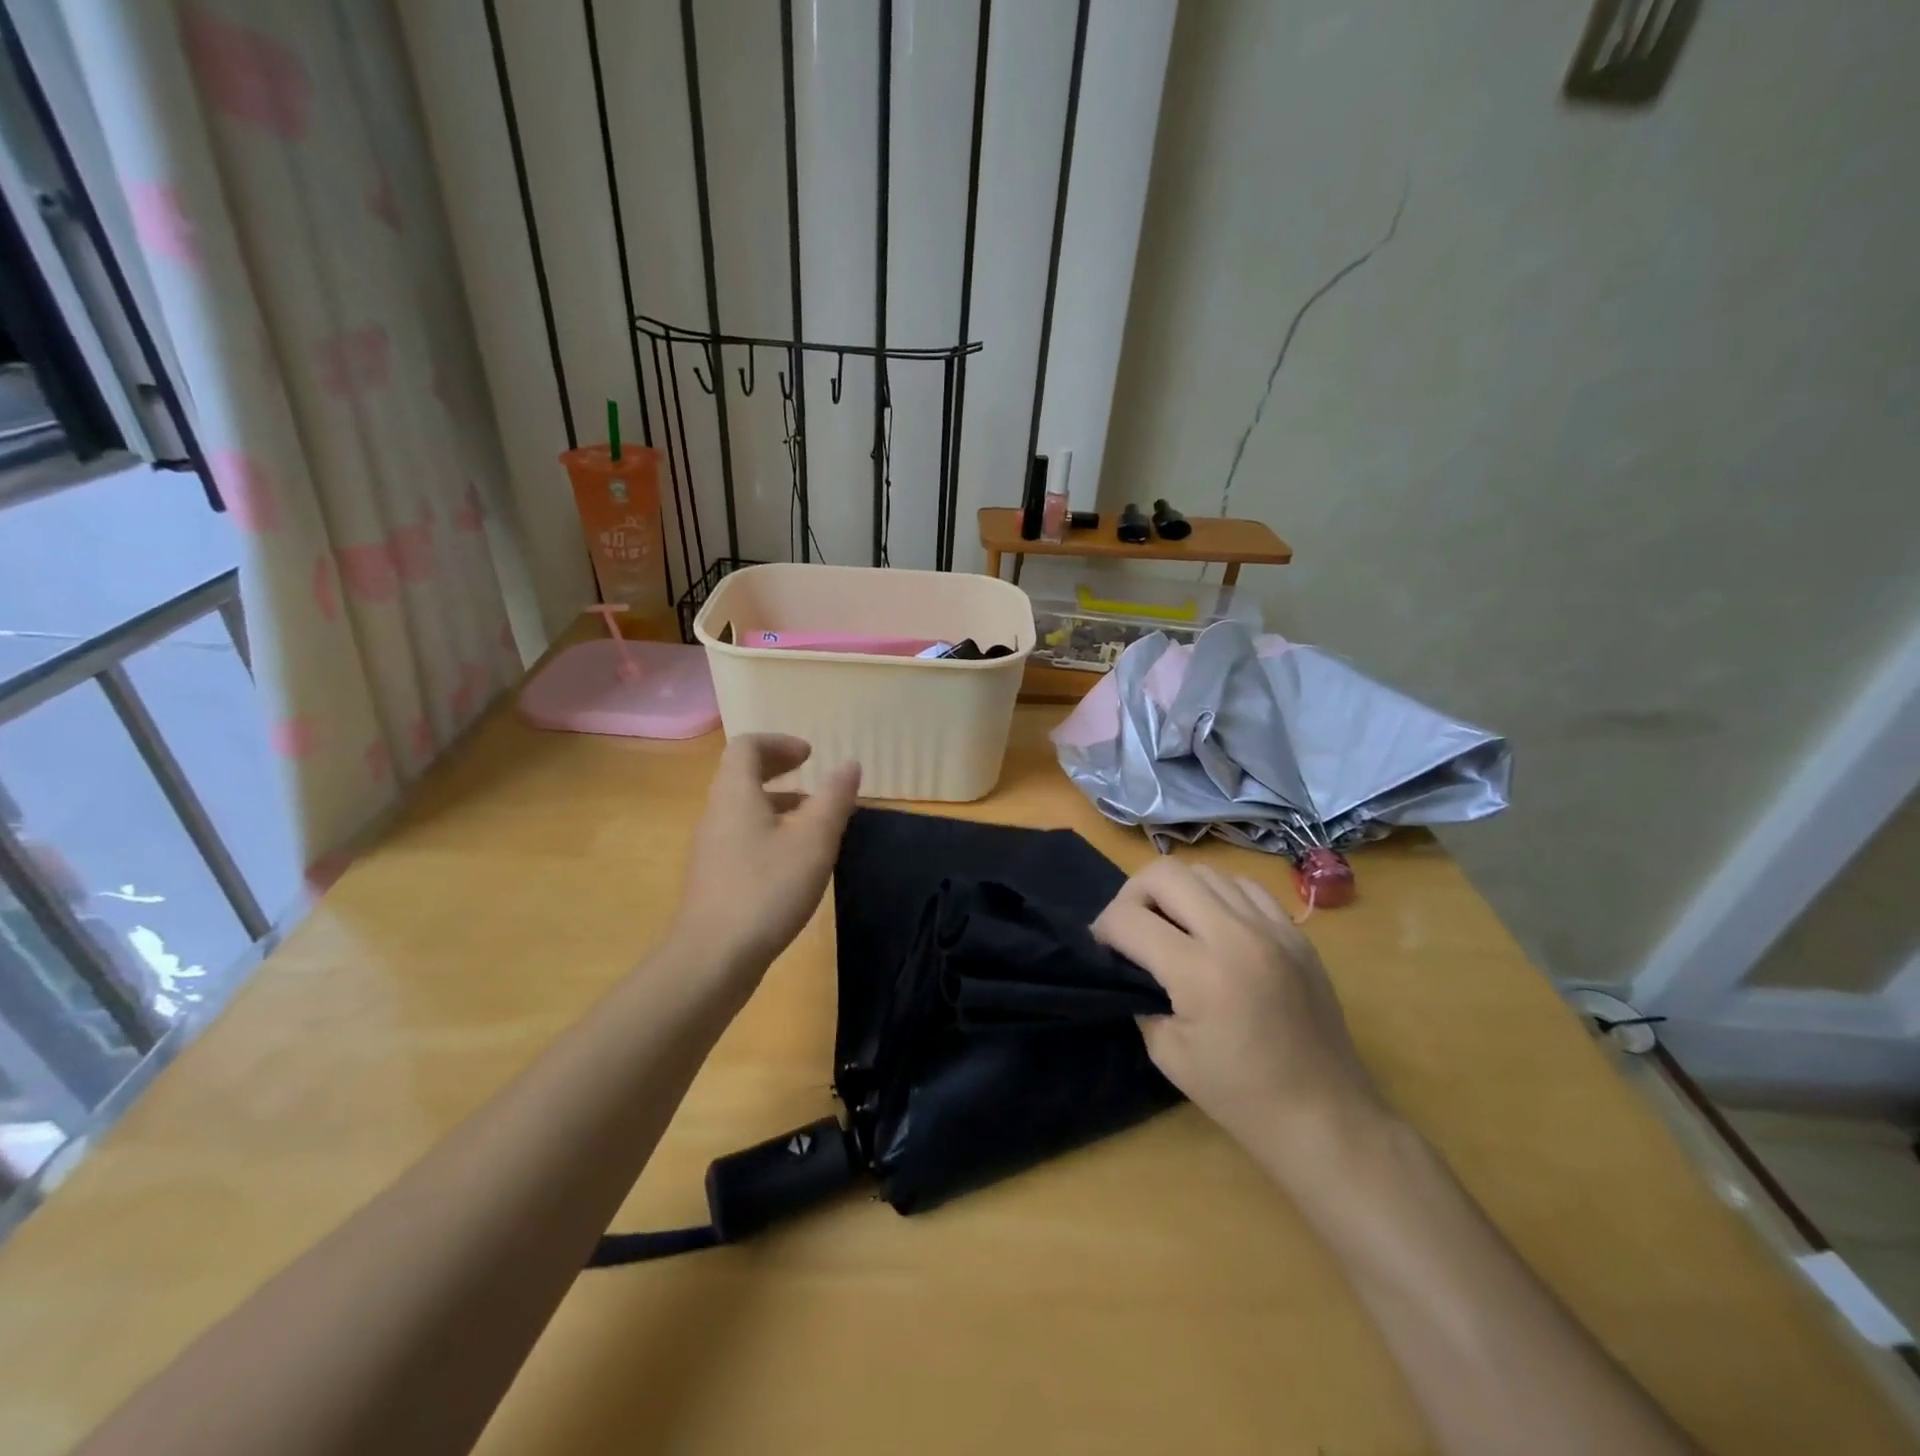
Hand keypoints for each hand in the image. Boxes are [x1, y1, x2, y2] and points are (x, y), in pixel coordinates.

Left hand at [670, 735, 859, 995]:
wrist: (712, 958)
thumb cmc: (767, 889)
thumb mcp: (813, 841)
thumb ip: (834, 799)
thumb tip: (849, 764)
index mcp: (735, 794)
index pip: (747, 746)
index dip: (780, 743)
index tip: (811, 755)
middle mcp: (716, 813)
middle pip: (742, 775)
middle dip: (779, 769)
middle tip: (813, 775)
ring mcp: (712, 848)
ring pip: (744, 808)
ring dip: (778, 802)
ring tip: (814, 819)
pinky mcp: (715, 878)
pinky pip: (742, 835)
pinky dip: (770, 830)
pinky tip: (796, 860)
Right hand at [1092, 860, 1388, 1181]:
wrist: (1325, 1116)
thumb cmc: (1239, 1095)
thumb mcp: (1167, 1053)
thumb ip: (1140, 995)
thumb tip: (1129, 963)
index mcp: (1200, 972)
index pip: (1128, 918)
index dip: (1103, 929)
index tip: (1103, 948)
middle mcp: (1236, 935)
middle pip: (1164, 873)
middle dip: (1134, 895)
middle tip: (1133, 928)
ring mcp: (1273, 927)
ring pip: (1205, 872)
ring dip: (1177, 892)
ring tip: (1174, 926)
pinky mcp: (1296, 932)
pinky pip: (1244, 887)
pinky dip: (1219, 896)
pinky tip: (1216, 928)